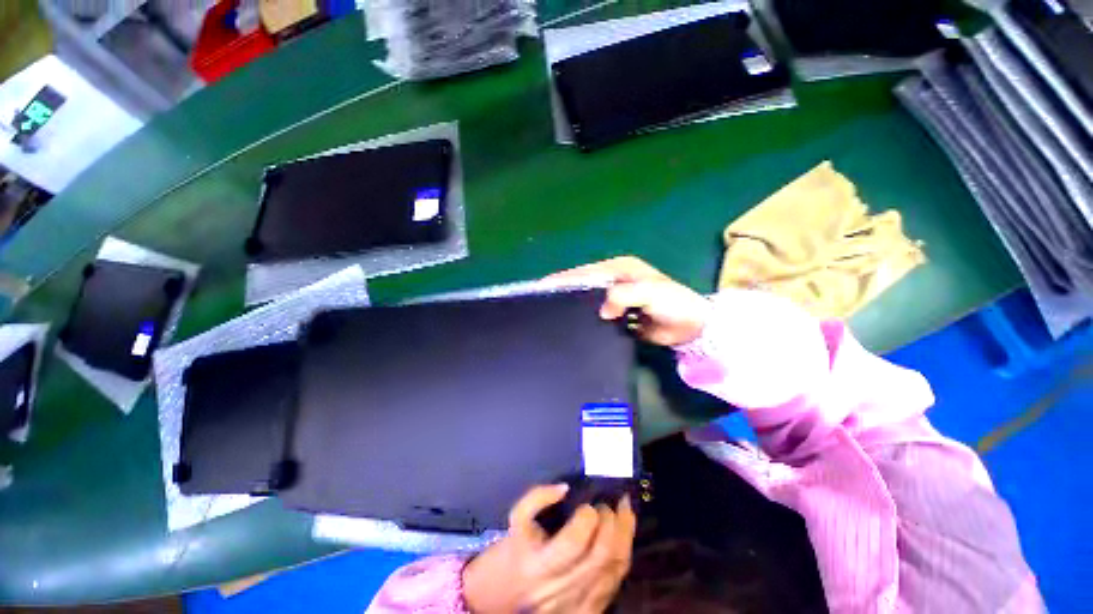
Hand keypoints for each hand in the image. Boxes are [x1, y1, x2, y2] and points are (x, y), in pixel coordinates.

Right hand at [462, 485, 635, 613]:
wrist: (502, 596)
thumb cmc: (512, 551)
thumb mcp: (516, 519)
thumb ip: (537, 498)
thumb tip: (565, 488)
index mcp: (537, 565)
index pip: (574, 542)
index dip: (587, 517)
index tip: (588, 503)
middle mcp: (559, 590)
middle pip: (600, 557)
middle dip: (611, 523)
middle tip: (608, 504)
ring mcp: (577, 605)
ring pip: (614, 570)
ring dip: (625, 535)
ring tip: (624, 511)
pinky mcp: (588, 610)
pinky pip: (616, 582)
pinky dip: (624, 554)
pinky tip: (623, 534)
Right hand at [547, 256, 711, 345]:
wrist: (692, 327)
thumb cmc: (674, 303)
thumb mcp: (651, 293)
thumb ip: (625, 296)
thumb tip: (602, 311)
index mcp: (620, 269)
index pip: (587, 271)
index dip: (566, 278)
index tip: (543, 286)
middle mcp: (615, 281)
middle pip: (584, 284)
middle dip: (565, 291)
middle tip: (543, 303)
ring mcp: (616, 299)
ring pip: (589, 300)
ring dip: (574, 306)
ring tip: (552, 316)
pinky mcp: (618, 315)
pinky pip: (598, 316)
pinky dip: (586, 319)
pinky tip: (574, 327)